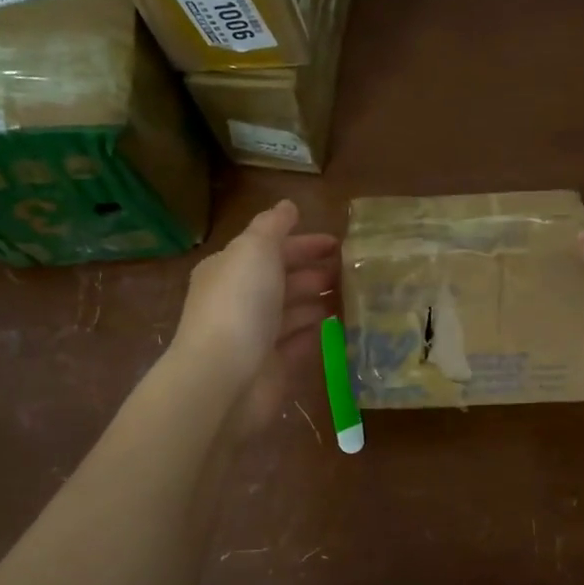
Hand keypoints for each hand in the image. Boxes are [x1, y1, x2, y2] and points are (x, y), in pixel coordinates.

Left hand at [172, 200, 338, 434]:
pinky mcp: (274, 367)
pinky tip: (346, 326)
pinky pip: (302, 344)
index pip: (270, 249)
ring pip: (295, 312)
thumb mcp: (254, 250)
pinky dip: (321, 333)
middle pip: (284, 280)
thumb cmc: (240, 305)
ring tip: (358, 296)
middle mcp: (241, 301)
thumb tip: (288, 205)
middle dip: (318, 272)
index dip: (304, 243)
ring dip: (322, 302)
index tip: (341, 244)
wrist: (224, 379)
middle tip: (357, 271)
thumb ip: (272, 226)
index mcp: (230, 269)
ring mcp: (257, 336)